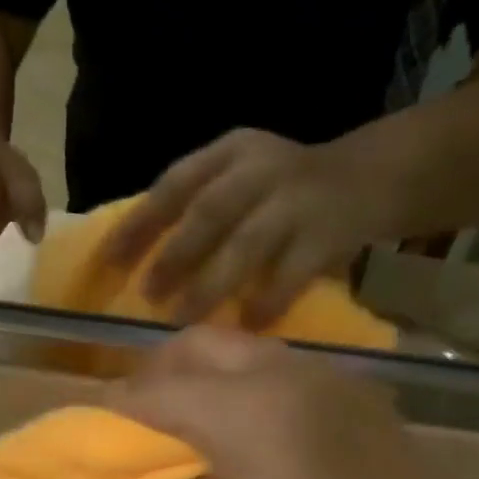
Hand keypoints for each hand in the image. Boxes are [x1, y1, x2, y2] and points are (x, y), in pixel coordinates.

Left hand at [102, 128, 387, 327]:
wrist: (370, 178)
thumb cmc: (282, 191)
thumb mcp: (239, 179)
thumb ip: (198, 207)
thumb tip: (137, 262)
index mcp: (229, 152)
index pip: (174, 185)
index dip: (139, 224)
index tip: (109, 263)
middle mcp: (261, 169)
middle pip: (210, 212)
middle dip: (175, 255)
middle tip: (148, 294)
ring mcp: (297, 201)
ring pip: (247, 244)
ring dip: (211, 284)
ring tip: (184, 318)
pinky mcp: (328, 234)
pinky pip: (292, 273)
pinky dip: (267, 301)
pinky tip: (247, 325)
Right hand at [109, 328, 454, 478]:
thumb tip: (182, 476)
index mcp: (236, 408)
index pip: (156, 391)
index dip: (120, 404)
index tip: (100, 417)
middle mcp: (275, 372)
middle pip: (197, 345)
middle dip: (159, 370)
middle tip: (144, 409)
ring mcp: (319, 374)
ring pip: (241, 348)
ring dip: (205, 370)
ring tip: (193, 413)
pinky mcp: (350, 389)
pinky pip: (279, 367)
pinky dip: (246, 382)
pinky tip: (250, 423)